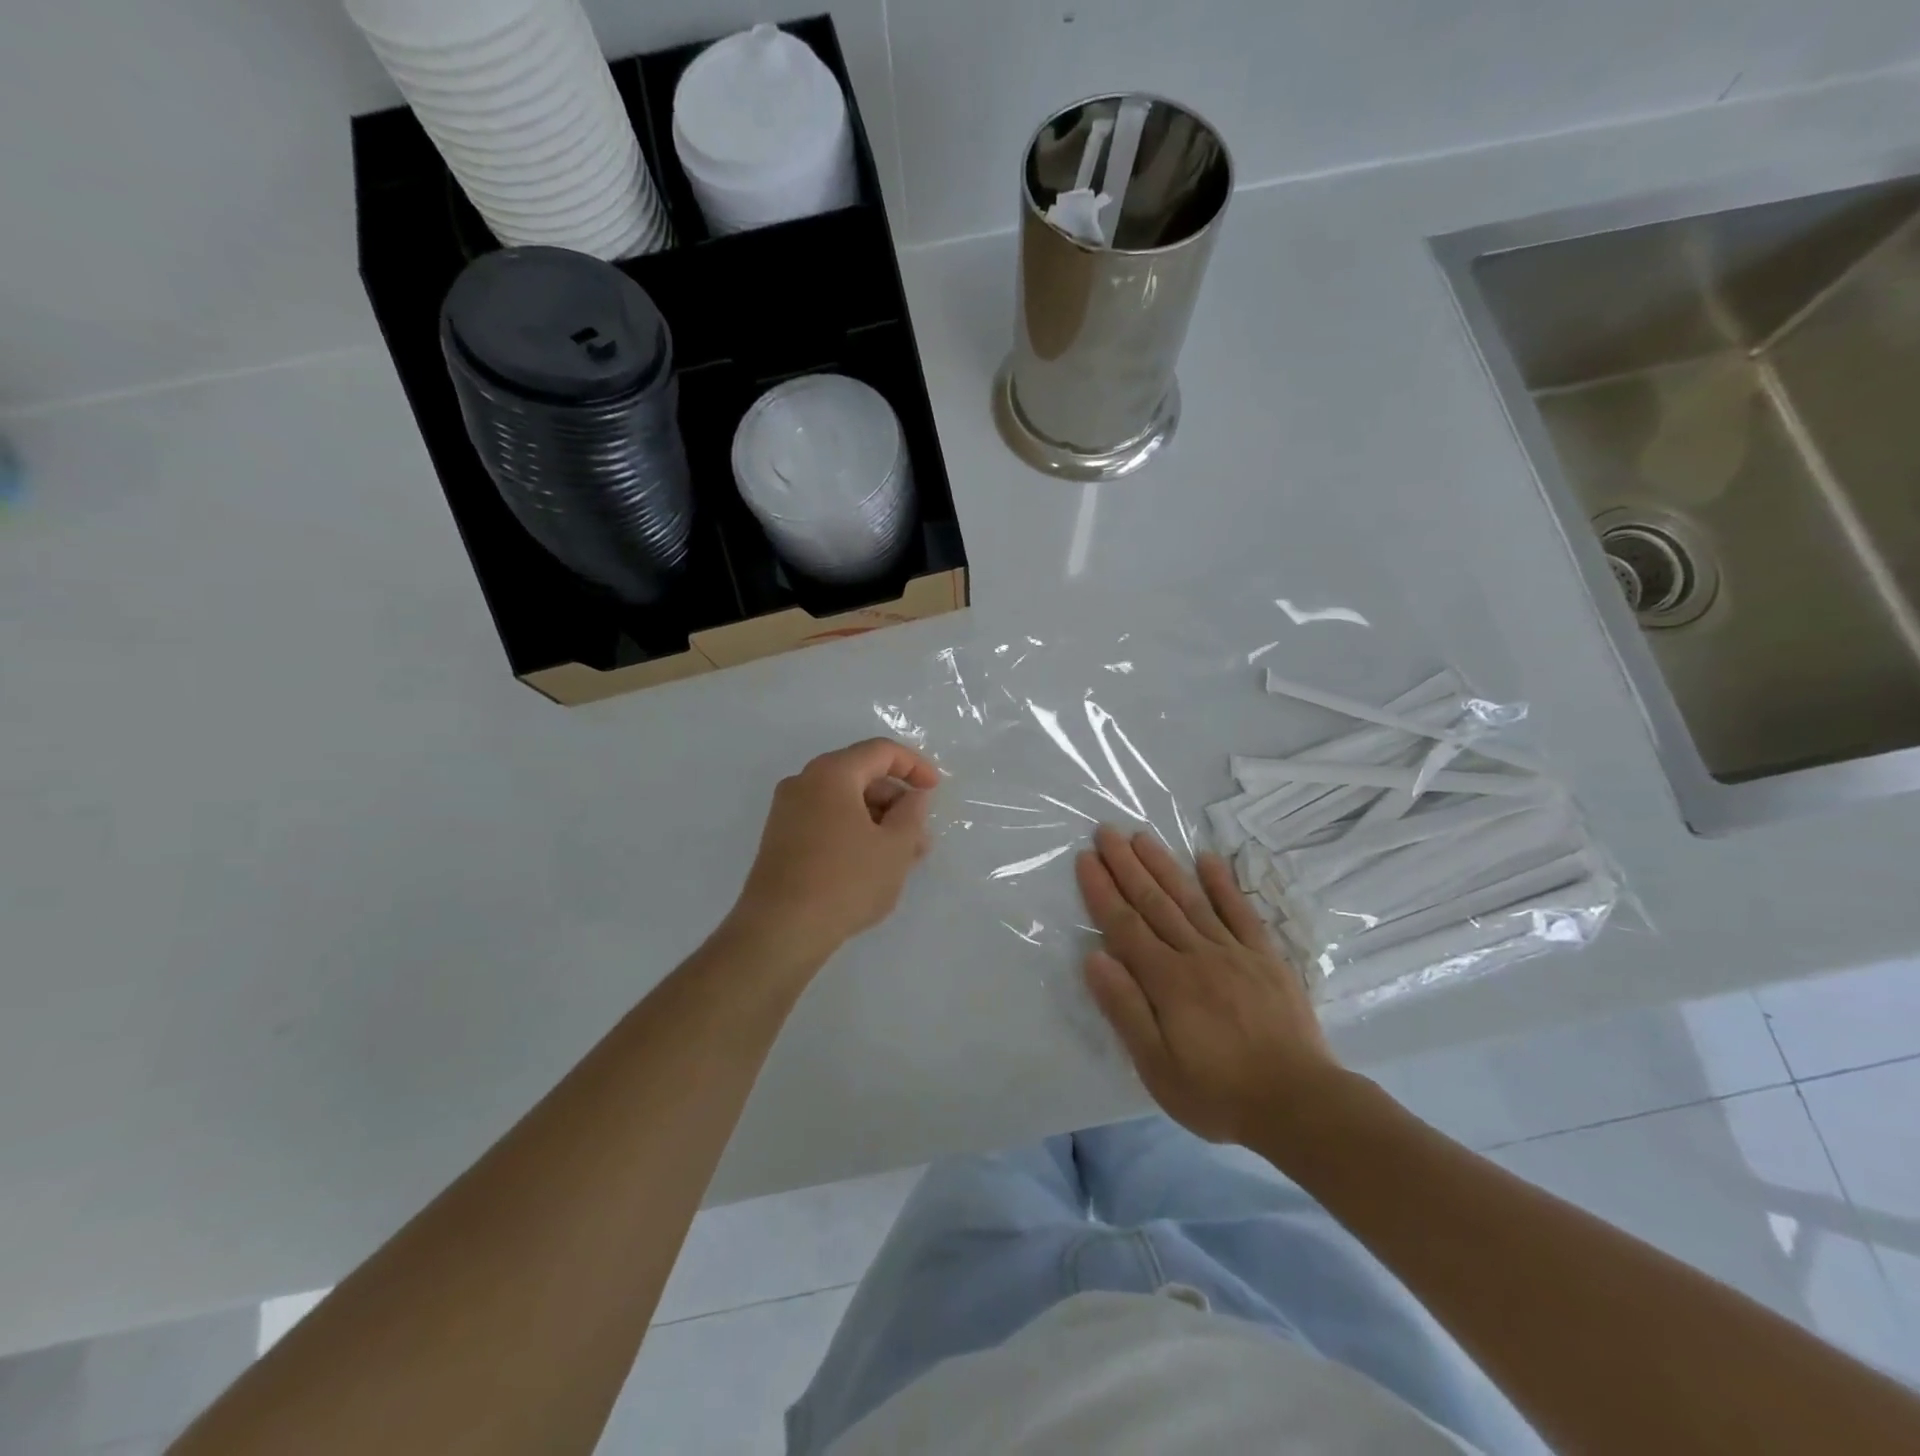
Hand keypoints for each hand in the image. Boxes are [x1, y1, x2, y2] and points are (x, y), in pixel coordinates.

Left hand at [730, 738, 940, 969]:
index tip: (936, 790)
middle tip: (922, 835)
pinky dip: (854, 832)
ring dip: (878, 821)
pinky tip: (873, 865)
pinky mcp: (780, 840)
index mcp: (831, 773)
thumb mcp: (895, 847)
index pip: (880, 751)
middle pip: (860, 775)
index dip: (914, 765)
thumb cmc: (846, 881)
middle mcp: (804, 782)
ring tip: (904, 857)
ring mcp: (787, 812)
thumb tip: (914, 796)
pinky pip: (826, 821)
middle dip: (896, 801)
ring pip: (844, 803)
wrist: (780, 930)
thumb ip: (912, 813)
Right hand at [1076, 825, 1345, 1146]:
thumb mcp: (1157, 1067)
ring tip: (1143, 836)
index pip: (1125, 925)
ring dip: (1164, 865)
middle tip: (1107, 831)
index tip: (1086, 858)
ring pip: (1192, 898)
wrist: (1301, 1106)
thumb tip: (1094, 957)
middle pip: (1155, 902)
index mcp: (1167, 981)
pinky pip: (1242, 912)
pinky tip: (1208, 859)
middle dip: (1127, 865)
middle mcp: (1197, 955)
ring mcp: (1235, 952)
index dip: (1103, 890)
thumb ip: (1125, 1009)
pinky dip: (1224, 884)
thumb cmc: (1218, 1093)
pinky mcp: (1266, 958)